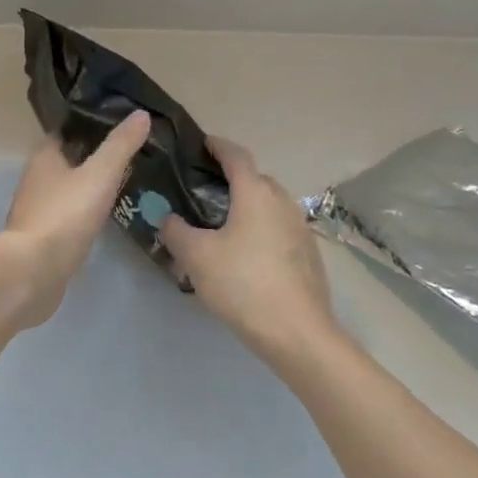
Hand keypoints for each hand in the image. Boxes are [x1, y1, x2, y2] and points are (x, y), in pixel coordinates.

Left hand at [0, 110, 151, 328]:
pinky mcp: (43, 239)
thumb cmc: (65, 214)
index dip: (90, 123)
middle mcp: (36, 179)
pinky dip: (85, 212)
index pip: (67, 130)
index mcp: (44, 156)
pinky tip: (105, 216)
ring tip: (123, 182)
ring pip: (68, 188)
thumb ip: (120, 145)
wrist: (33, 272)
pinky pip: (68, 215)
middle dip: (93, 155)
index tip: (118, 121)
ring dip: (89, 185)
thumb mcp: (99, 174)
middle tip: (128, 152)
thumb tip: (141, 114)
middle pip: (67, 159)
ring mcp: (38, 210)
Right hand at [160, 136, 338, 366]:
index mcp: (255, 192)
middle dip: (231, 179)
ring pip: (269, 205)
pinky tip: (246, 256)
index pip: (236, 155)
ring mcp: (300, 228)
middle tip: (204, 192)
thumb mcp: (197, 257)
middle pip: (255, 179)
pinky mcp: (309, 254)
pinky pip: (279, 229)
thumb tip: (168, 218)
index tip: (202, 143)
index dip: (218, 145)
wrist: (299, 334)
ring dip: (248, 206)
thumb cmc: (243, 284)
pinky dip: (261, 229)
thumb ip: (176, 231)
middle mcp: (282, 201)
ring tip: (222, 226)